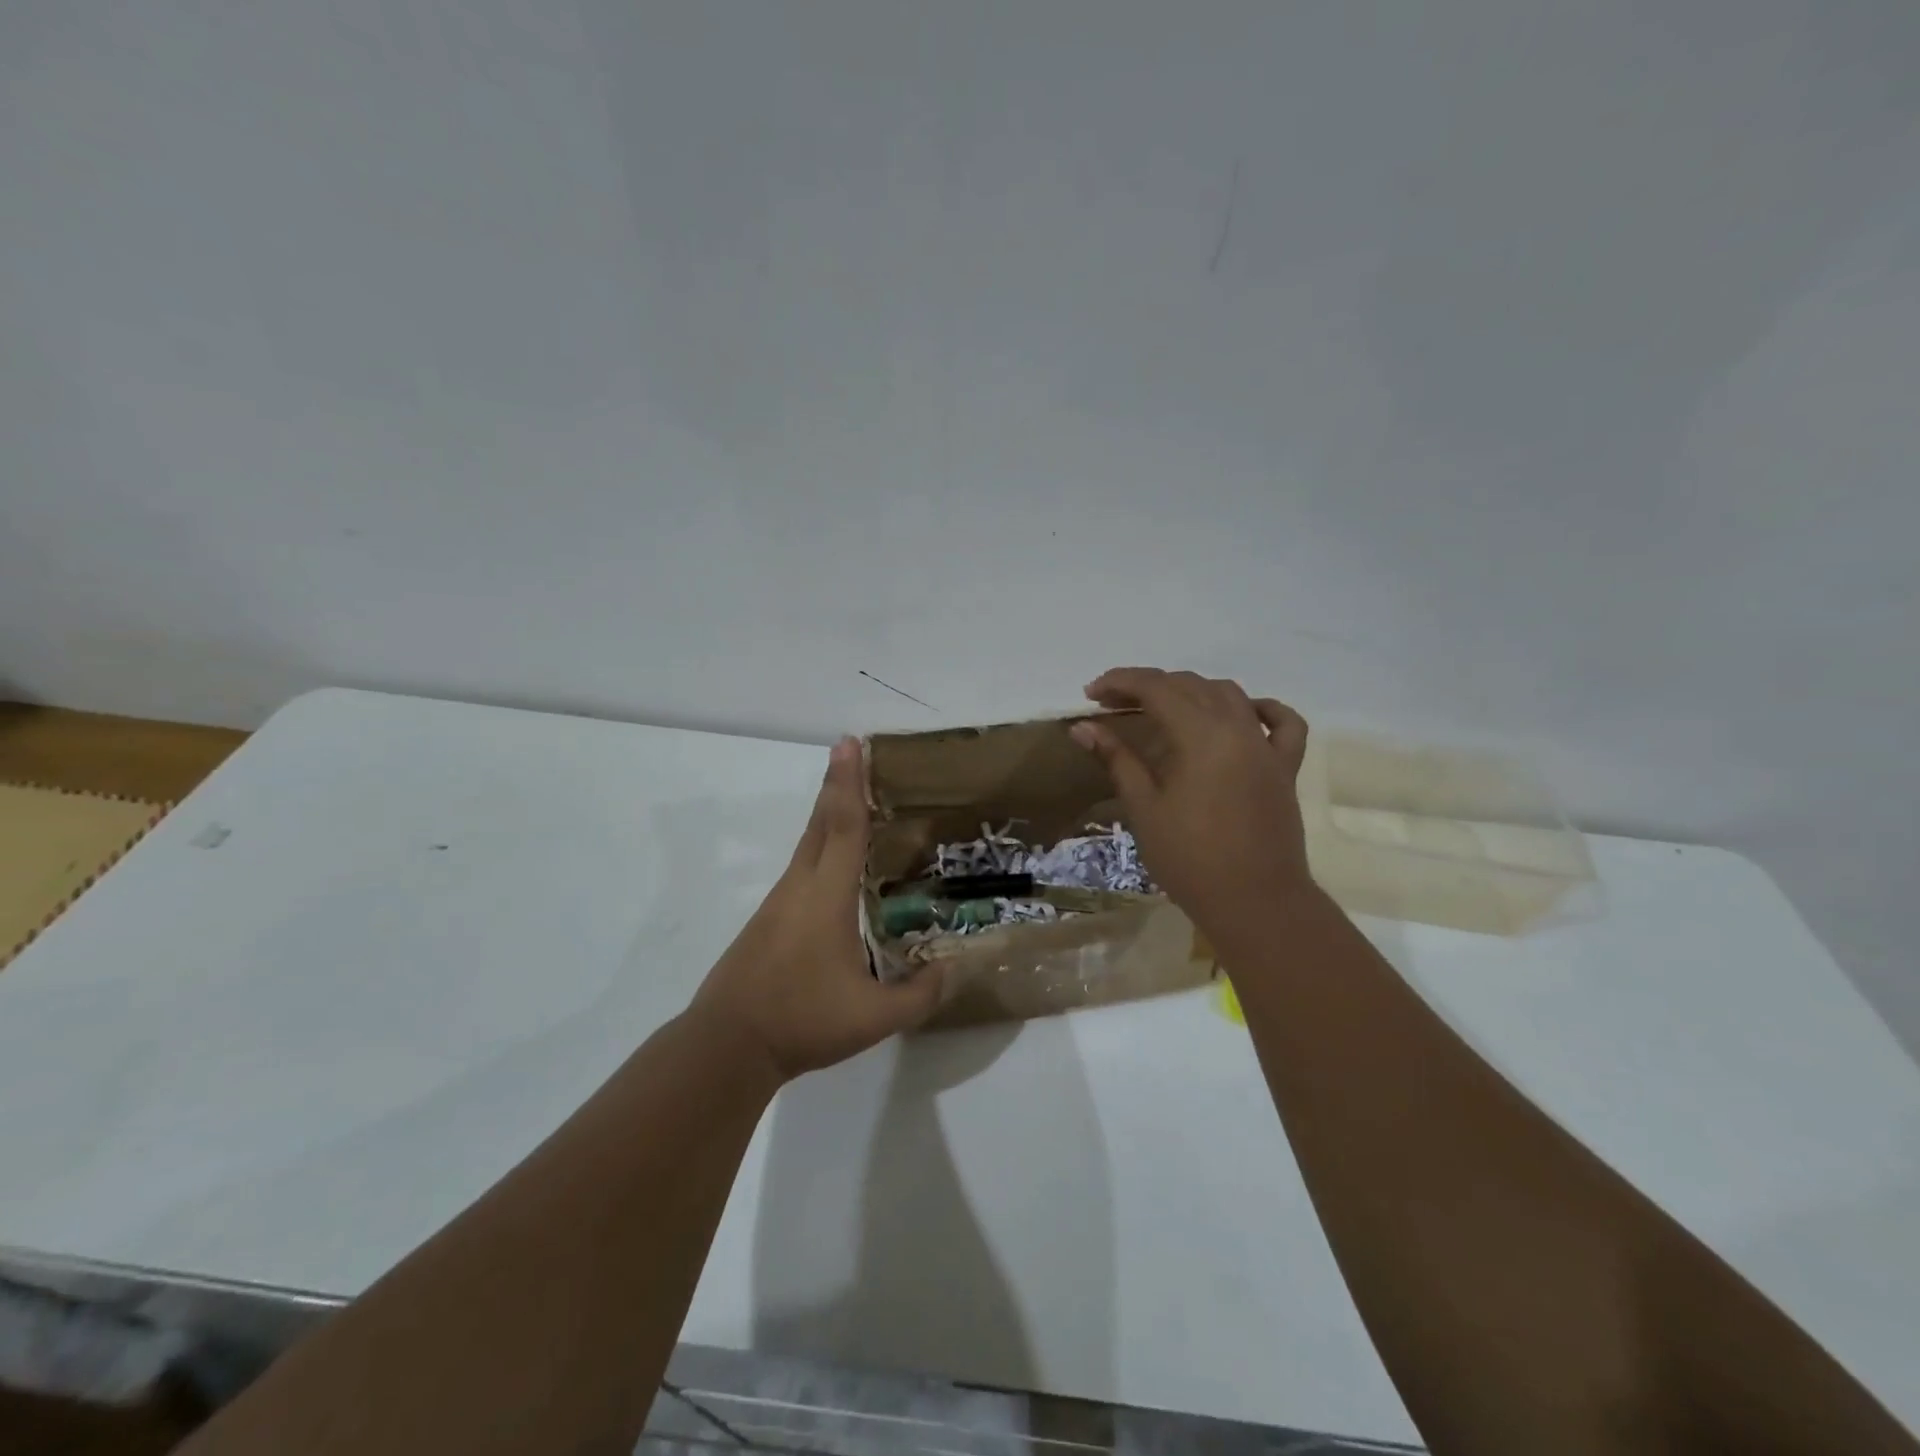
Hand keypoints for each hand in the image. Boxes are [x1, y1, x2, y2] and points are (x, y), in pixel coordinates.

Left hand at [689, 737, 942, 1082]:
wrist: (727, 1044)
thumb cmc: (802, 1020)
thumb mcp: (874, 1018)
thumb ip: (920, 995)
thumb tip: (953, 970)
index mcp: (826, 896)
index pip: (844, 827)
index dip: (849, 783)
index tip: (850, 743)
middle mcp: (800, 887)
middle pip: (821, 822)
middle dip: (837, 783)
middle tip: (852, 750)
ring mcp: (779, 902)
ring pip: (808, 843)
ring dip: (828, 812)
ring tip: (852, 797)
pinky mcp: (769, 919)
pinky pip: (802, 866)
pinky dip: (820, 844)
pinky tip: (834, 863)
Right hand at [1070, 668, 1313, 935]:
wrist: (1256, 903)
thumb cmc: (1190, 859)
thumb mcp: (1144, 808)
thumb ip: (1117, 759)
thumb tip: (1083, 727)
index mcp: (1201, 735)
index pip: (1156, 688)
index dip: (1120, 682)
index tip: (1091, 693)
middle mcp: (1238, 728)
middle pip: (1190, 685)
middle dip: (1148, 685)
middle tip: (1113, 704)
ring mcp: (1267, 747)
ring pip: (1229, 695)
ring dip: (1192, 690)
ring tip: (1162, 706)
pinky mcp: (1285, 768)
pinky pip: (1283, 723)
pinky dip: (1260, 709)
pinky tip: (1242, 713)